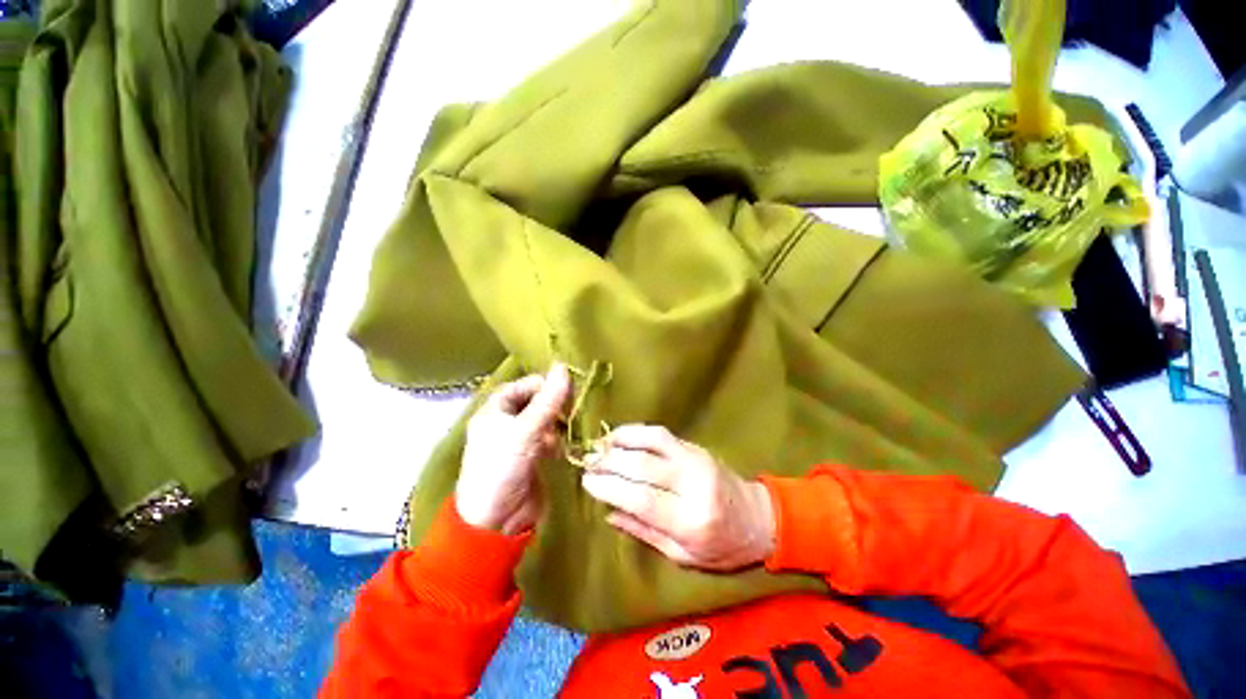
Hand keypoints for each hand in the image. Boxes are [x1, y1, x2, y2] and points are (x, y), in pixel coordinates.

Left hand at [456, 363, 571, 534]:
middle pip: (535, 401)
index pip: (523, 386)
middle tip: (568, 411)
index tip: (565, 390)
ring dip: (557, 423)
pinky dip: (556, 440)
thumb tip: (564, 366)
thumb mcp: (525, 430)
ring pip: (544, 419)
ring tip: (564, 431)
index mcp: (495, 410)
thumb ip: (548, 400)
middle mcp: (506, 422)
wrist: (494, 521)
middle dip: (553, 405)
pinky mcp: (531, 456)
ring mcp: (519, 440)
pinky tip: (560, 448)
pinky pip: (548, 438)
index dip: (543, 385)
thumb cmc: (502, 468)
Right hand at [580, 425, 775, 571]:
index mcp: (691, 521)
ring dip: (621, 440)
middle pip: (643, 466)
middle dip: (610, 462)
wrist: (758, 518)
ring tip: (599, 446)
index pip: (642, 499)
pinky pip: (662, 434)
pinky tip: (620, 436)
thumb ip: (644, 532)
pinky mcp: (695, 447)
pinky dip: (637, 432)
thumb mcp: (683, 556)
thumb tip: (608, 512)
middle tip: (587, 463)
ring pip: (652, 441)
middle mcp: (693, 484)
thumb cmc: (721, 547)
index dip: (610, 488)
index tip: (586, 482)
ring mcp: (696, 459)